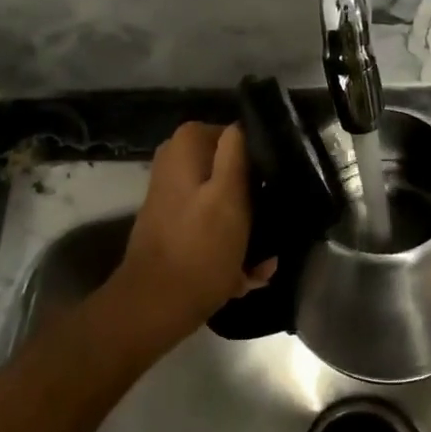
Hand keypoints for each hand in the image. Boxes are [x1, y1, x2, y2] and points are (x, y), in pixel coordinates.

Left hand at [111, 123, 276, 351]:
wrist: (156, 306)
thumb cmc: (199, 248)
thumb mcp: (229, 194)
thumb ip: (235, 152)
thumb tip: (241, 125)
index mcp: (185, 146)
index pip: (235, 136)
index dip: (258, 162)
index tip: (273, 189)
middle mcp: (174, 164)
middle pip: (230, 171)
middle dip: (252, 201)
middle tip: (270, 226)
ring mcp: (172, 197)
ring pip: (223, 203)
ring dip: (244, 230)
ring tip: (259, 260)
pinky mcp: (174, 227)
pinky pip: (212, 229)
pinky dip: (228, 248)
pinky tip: (245, 274)